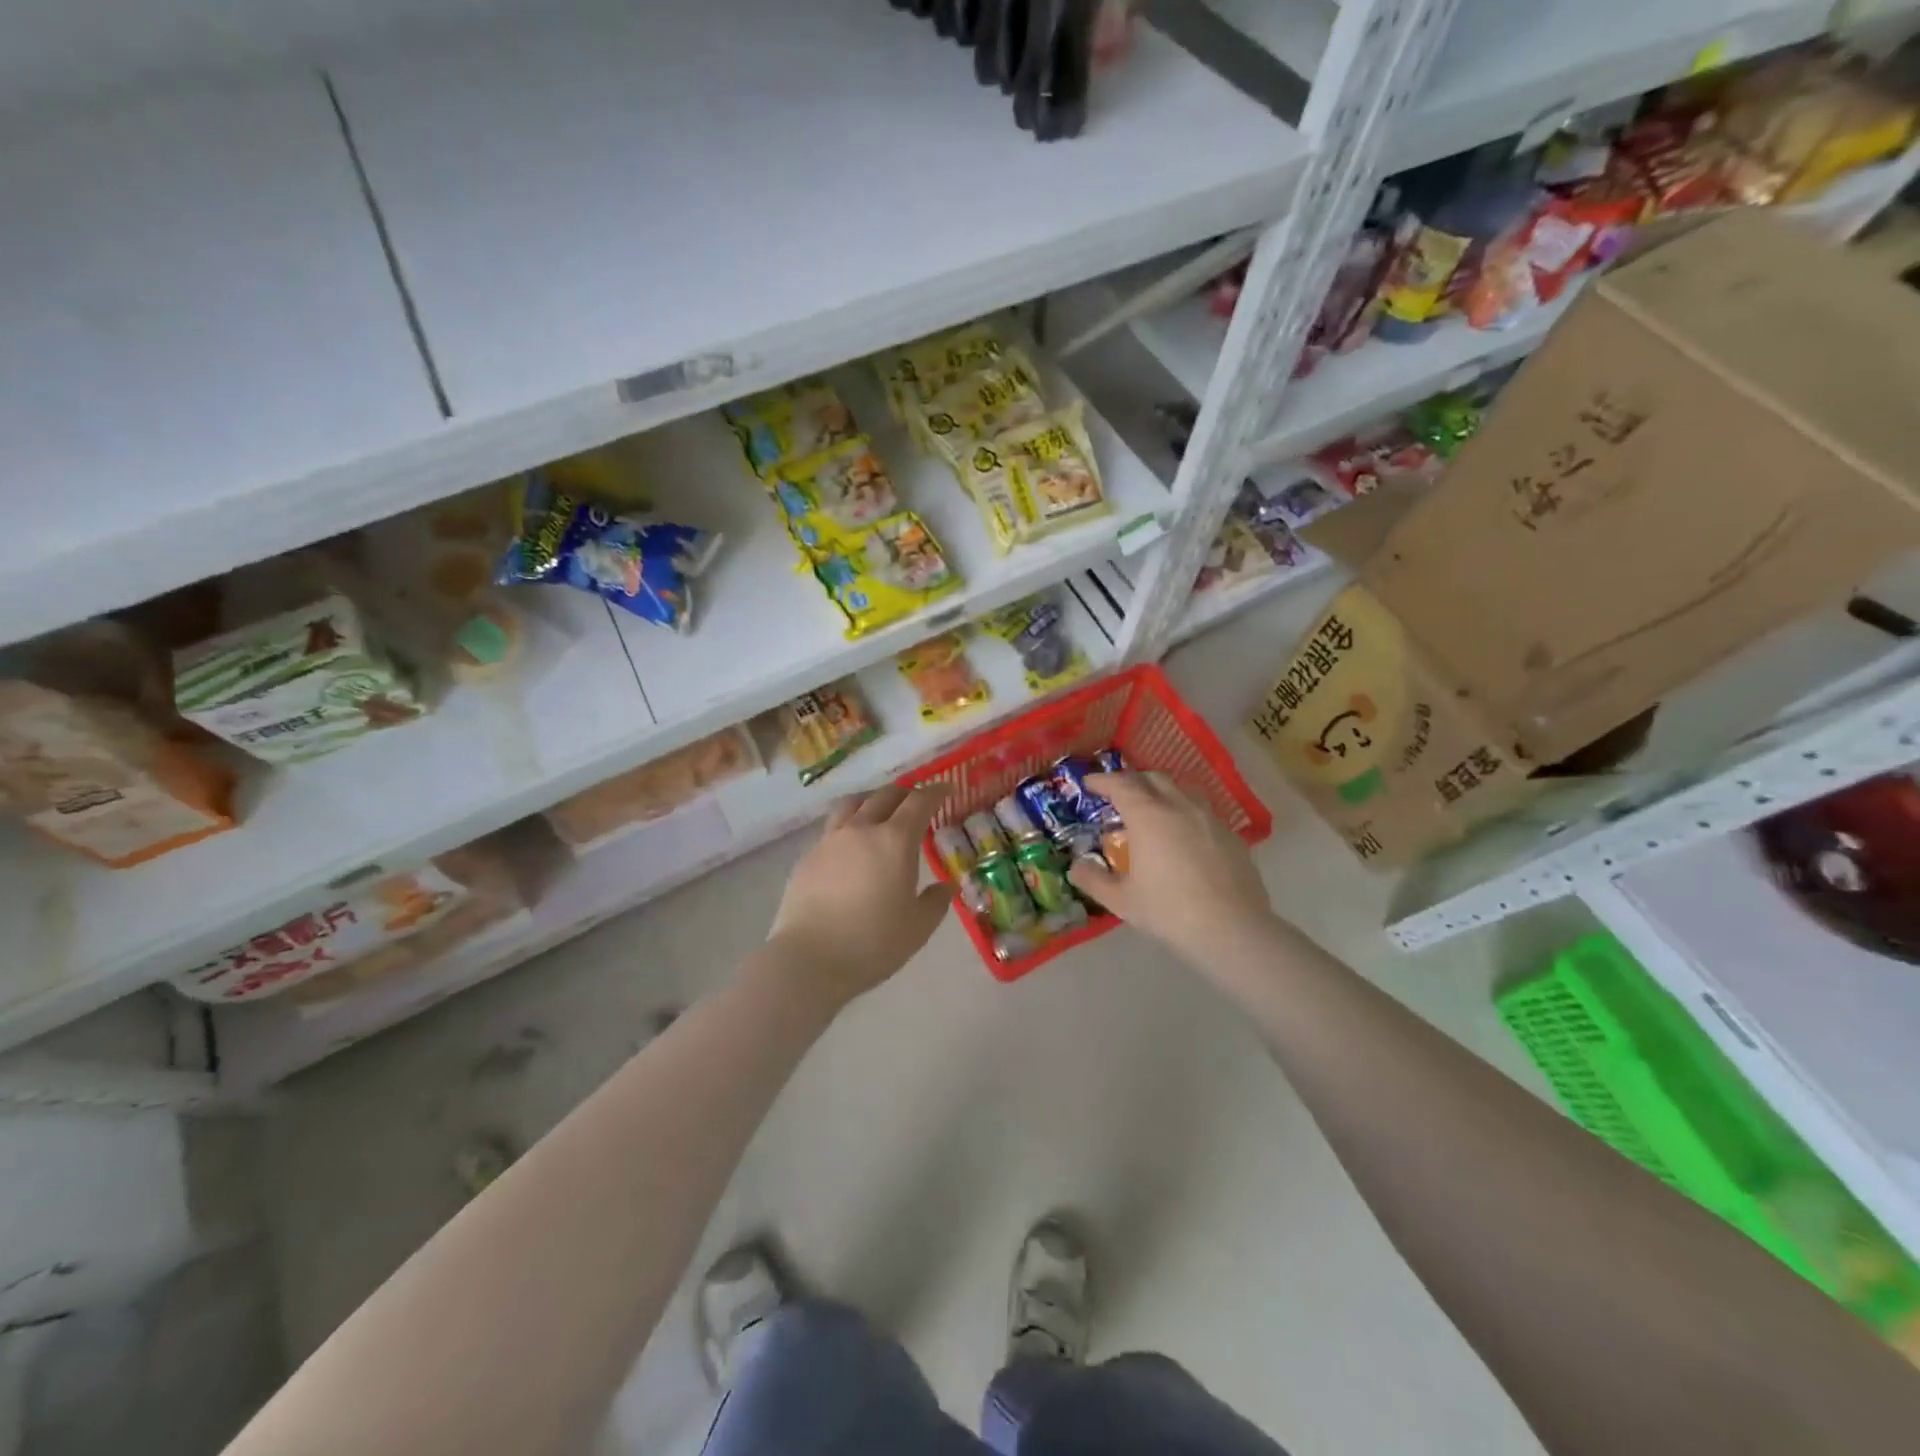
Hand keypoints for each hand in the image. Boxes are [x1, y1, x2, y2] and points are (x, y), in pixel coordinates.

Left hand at [765, 784, 954, 1006]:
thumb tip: (945, 887)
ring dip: (872, 799)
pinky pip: (833, 827)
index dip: (935, 792)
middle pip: (885, 795)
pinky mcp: (808, 856)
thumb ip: (936, 902)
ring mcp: (830, 840)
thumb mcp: (918, 927)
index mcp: (895, 840)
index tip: (946, 789)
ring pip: (853, 803)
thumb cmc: (873, 943)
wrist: (809, 959)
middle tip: (916, 802)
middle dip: (905, 793)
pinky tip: (851, 844)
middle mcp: (862, 829)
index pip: (919, 802)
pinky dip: (849, 824)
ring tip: (879, 810)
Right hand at [1068, 773, 1273, 966]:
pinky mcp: (1232, 837)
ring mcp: (1210, 819)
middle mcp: (1179, 807)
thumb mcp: (1122, 901)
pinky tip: (1184, 836)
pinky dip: (1186, 813)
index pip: (1121, 784)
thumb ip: (1094, 880)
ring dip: (1162, 791)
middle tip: (1119, 795)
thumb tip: (1076, 867)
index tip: (1090, 783)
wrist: (1232, 930)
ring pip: (1183, 790)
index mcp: (1148, 816)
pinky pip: (1203, 812)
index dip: (1103, 780)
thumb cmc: (1169, 911)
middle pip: (1153, 779)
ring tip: (1153, 808)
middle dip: (1132, 781)